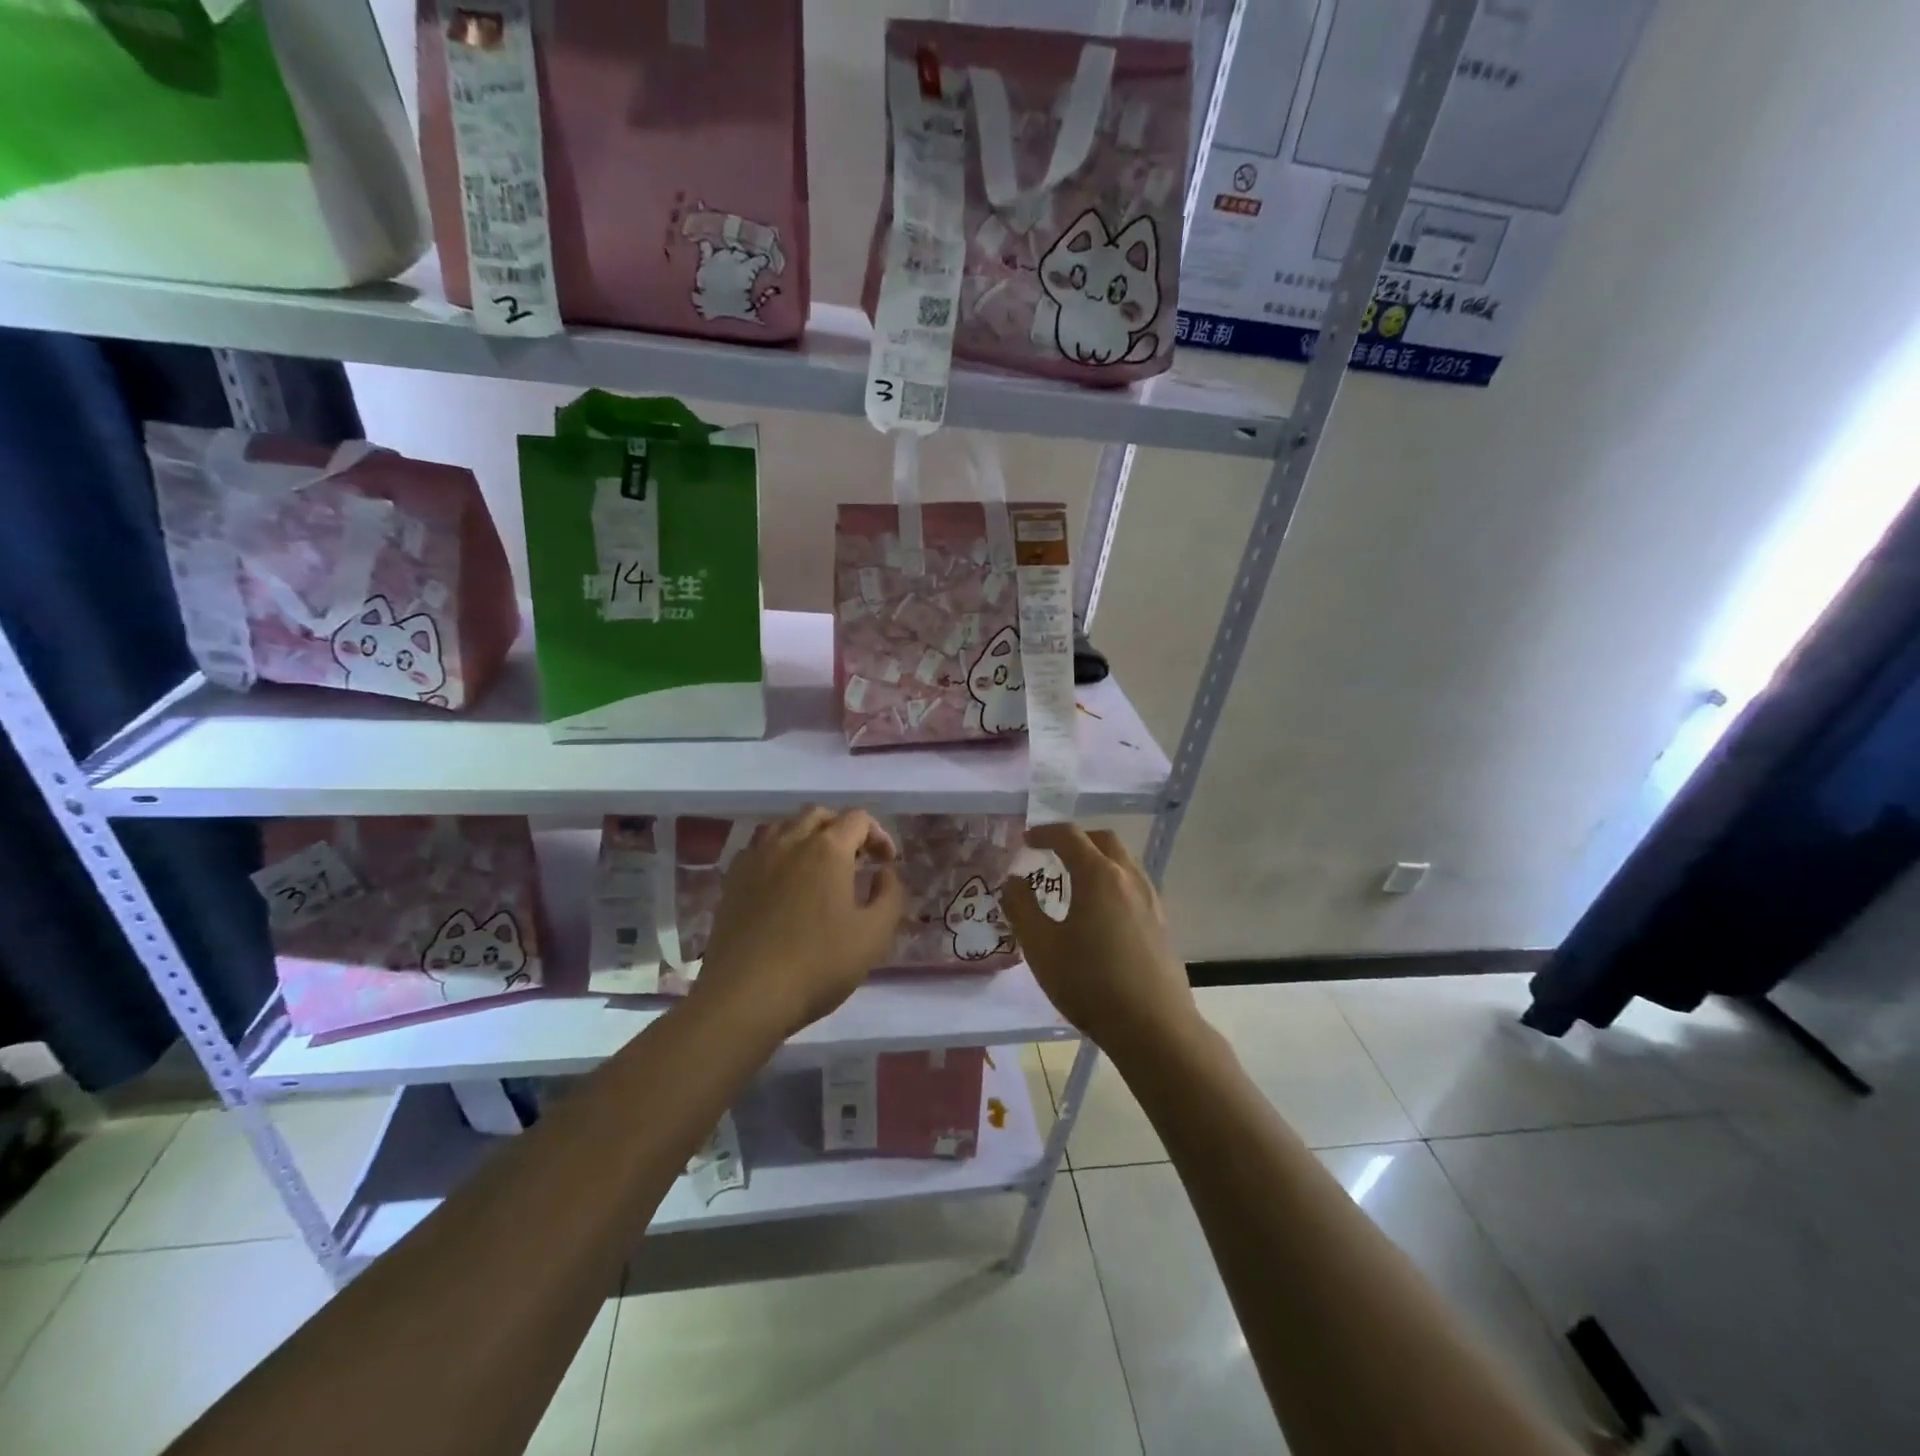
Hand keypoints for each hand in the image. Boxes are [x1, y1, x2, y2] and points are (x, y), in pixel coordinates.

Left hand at [691, 807, 907, 1039]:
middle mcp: (790, 842)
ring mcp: (756, 858)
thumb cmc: (818, 964)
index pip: (858, 819)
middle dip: (842, 829)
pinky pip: (759, 849)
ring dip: (808, 837)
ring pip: (785, 826)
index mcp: (828, 849)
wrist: (745, 996)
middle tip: (855, 861)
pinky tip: (782, 883)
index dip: (878, 835)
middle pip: (819, 815)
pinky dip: (778, 854)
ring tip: (818, 868)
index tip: (885, 864)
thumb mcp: (874, 935)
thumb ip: (890, 895)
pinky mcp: (732, 880)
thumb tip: (885, 872)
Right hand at [1001, 824, 1197, 1060]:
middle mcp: (1129, 877)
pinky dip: (1113, 881)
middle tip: (1052, 853)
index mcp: (1099, 875)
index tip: (1026, 840)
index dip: (1044, 833)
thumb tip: (1013, 881)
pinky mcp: (1162, 922)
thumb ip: (1022, 908)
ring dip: (1097, 859)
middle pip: (1103, 840)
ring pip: (1123, 862)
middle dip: (1075, 839)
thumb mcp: (1042, 947)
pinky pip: (1134, 884)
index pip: (1070, 836)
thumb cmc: (1090, 983)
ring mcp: (1151, 899)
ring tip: (1074, 881)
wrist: (1153, 1027)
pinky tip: (1100, 911)